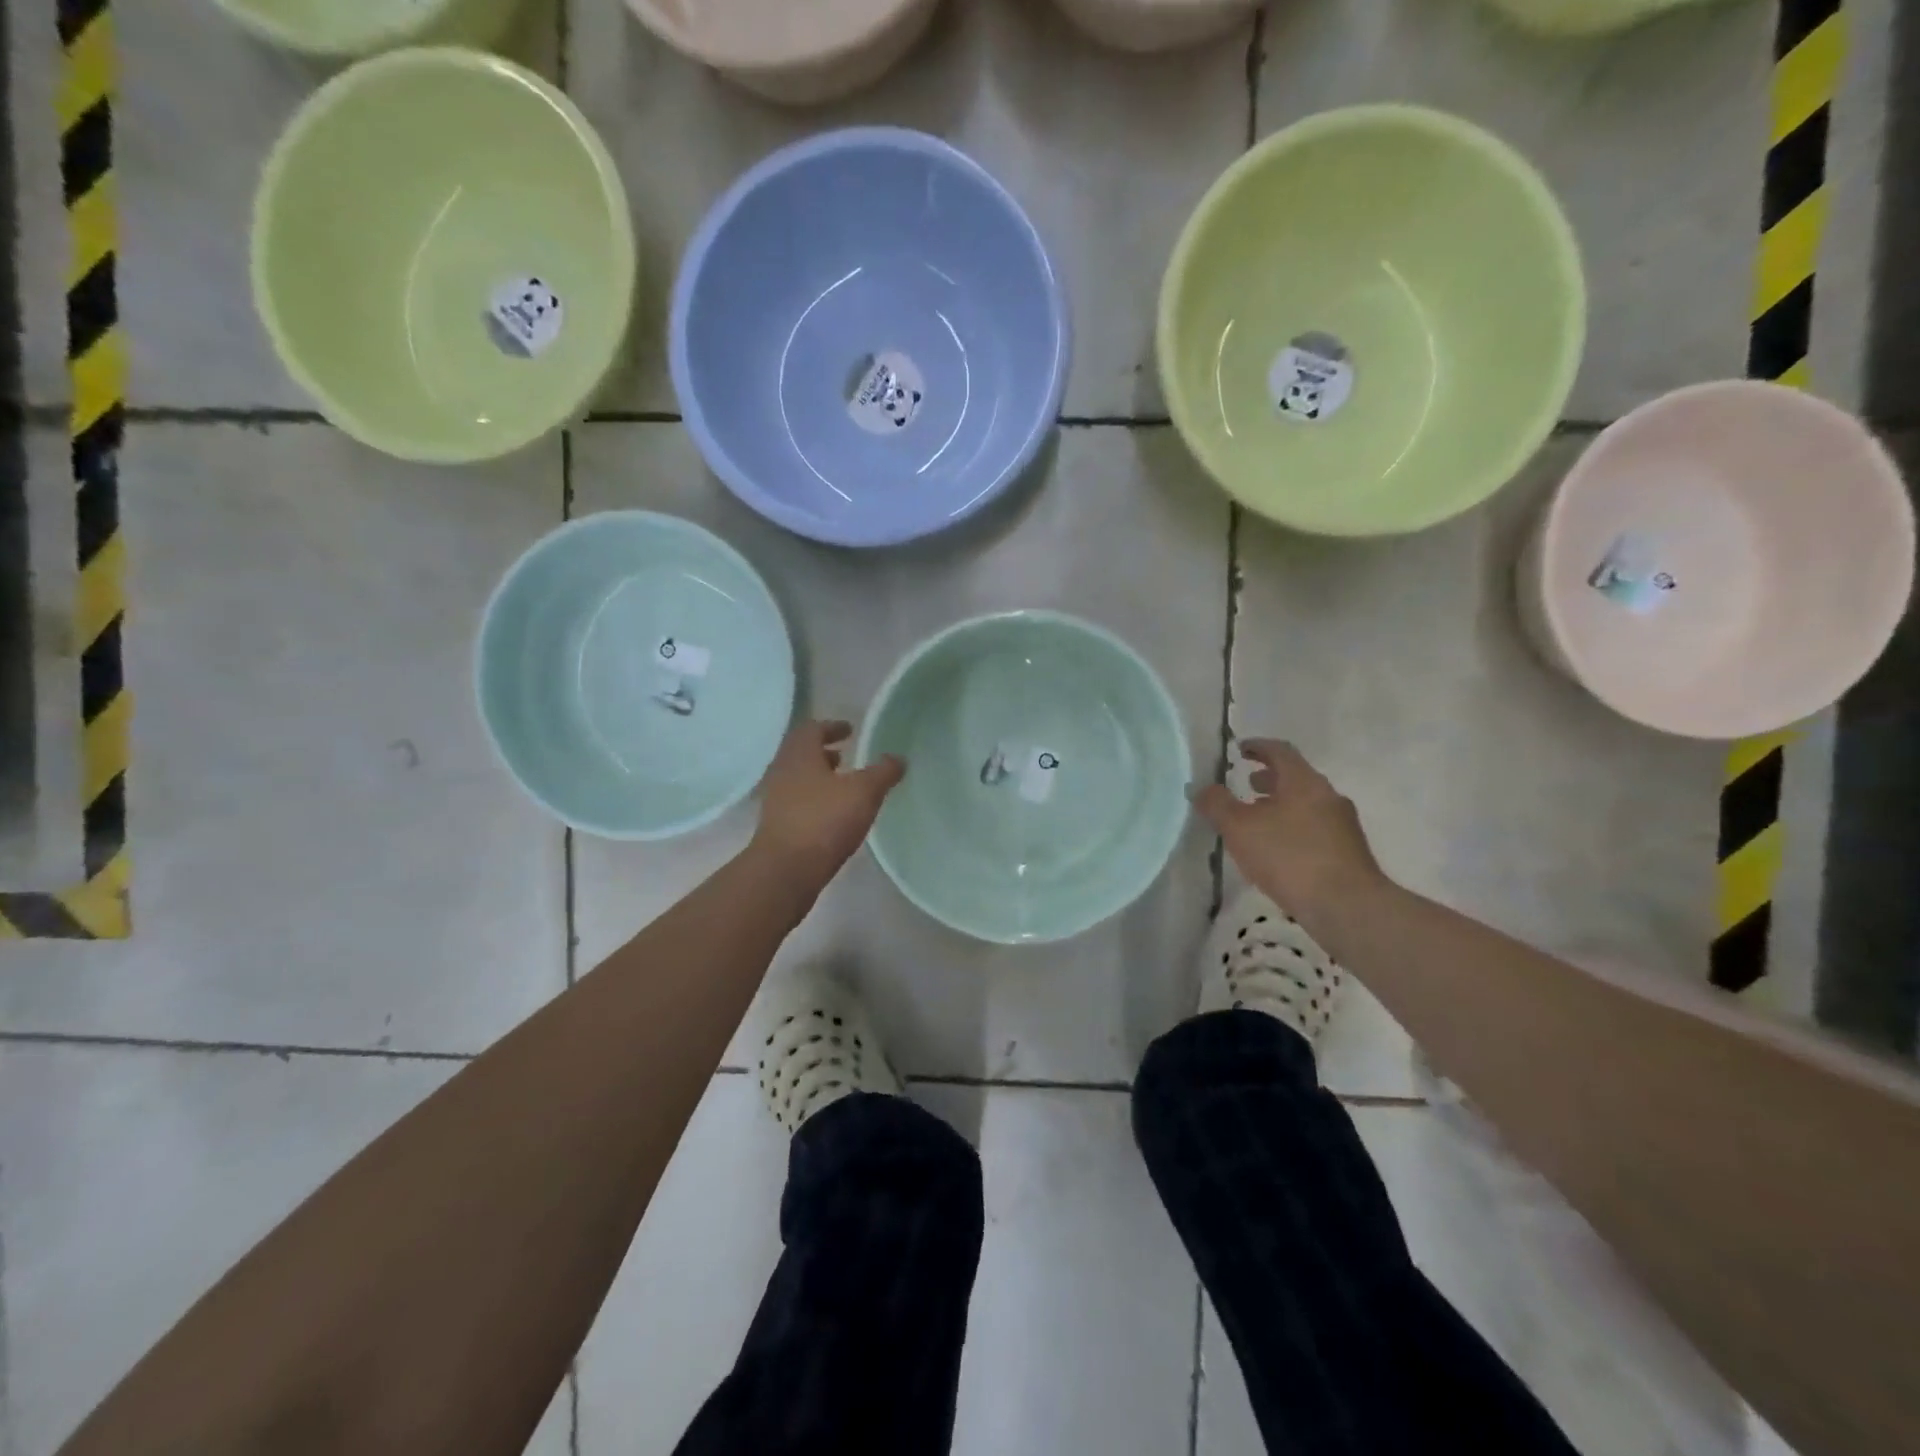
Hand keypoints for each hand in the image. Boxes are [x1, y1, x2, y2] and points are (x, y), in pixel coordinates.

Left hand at [752, 719, 904, 890]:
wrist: (786, 870)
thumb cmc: (824, 821)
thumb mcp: (864, 792)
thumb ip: (883, 772)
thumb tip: (898, 758)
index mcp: (799, 755)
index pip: (812, 728)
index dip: (832, 726)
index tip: (849, 730)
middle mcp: (782, 772)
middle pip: (801, 753)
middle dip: (823, 752)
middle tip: (846, 755)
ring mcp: (775, 800)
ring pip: (798, 778)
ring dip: (818, 777)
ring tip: (842, 785)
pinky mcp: (776, 826)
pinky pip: (796, 802)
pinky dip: (814, 799)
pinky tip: (833, 814)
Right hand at [1193, 739, 1384, 921]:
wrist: (1348, 907)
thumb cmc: (1290, 858)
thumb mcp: (1240, 829)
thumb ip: (1217, 805)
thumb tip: (1201, 788)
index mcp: (1303, 782)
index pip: (1280, 751)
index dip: (1258, 747)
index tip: (1240, 749)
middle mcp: (1327, 796)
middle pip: (1296, 777)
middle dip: (1270, 778)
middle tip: (1246, 784)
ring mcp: (1342, 825)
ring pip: (1306, 804)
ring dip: (1281, 806)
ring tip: (1257, 821)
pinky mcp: (1347, 852)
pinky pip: (1314, 829)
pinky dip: (1293, 828)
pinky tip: (1278, 851)